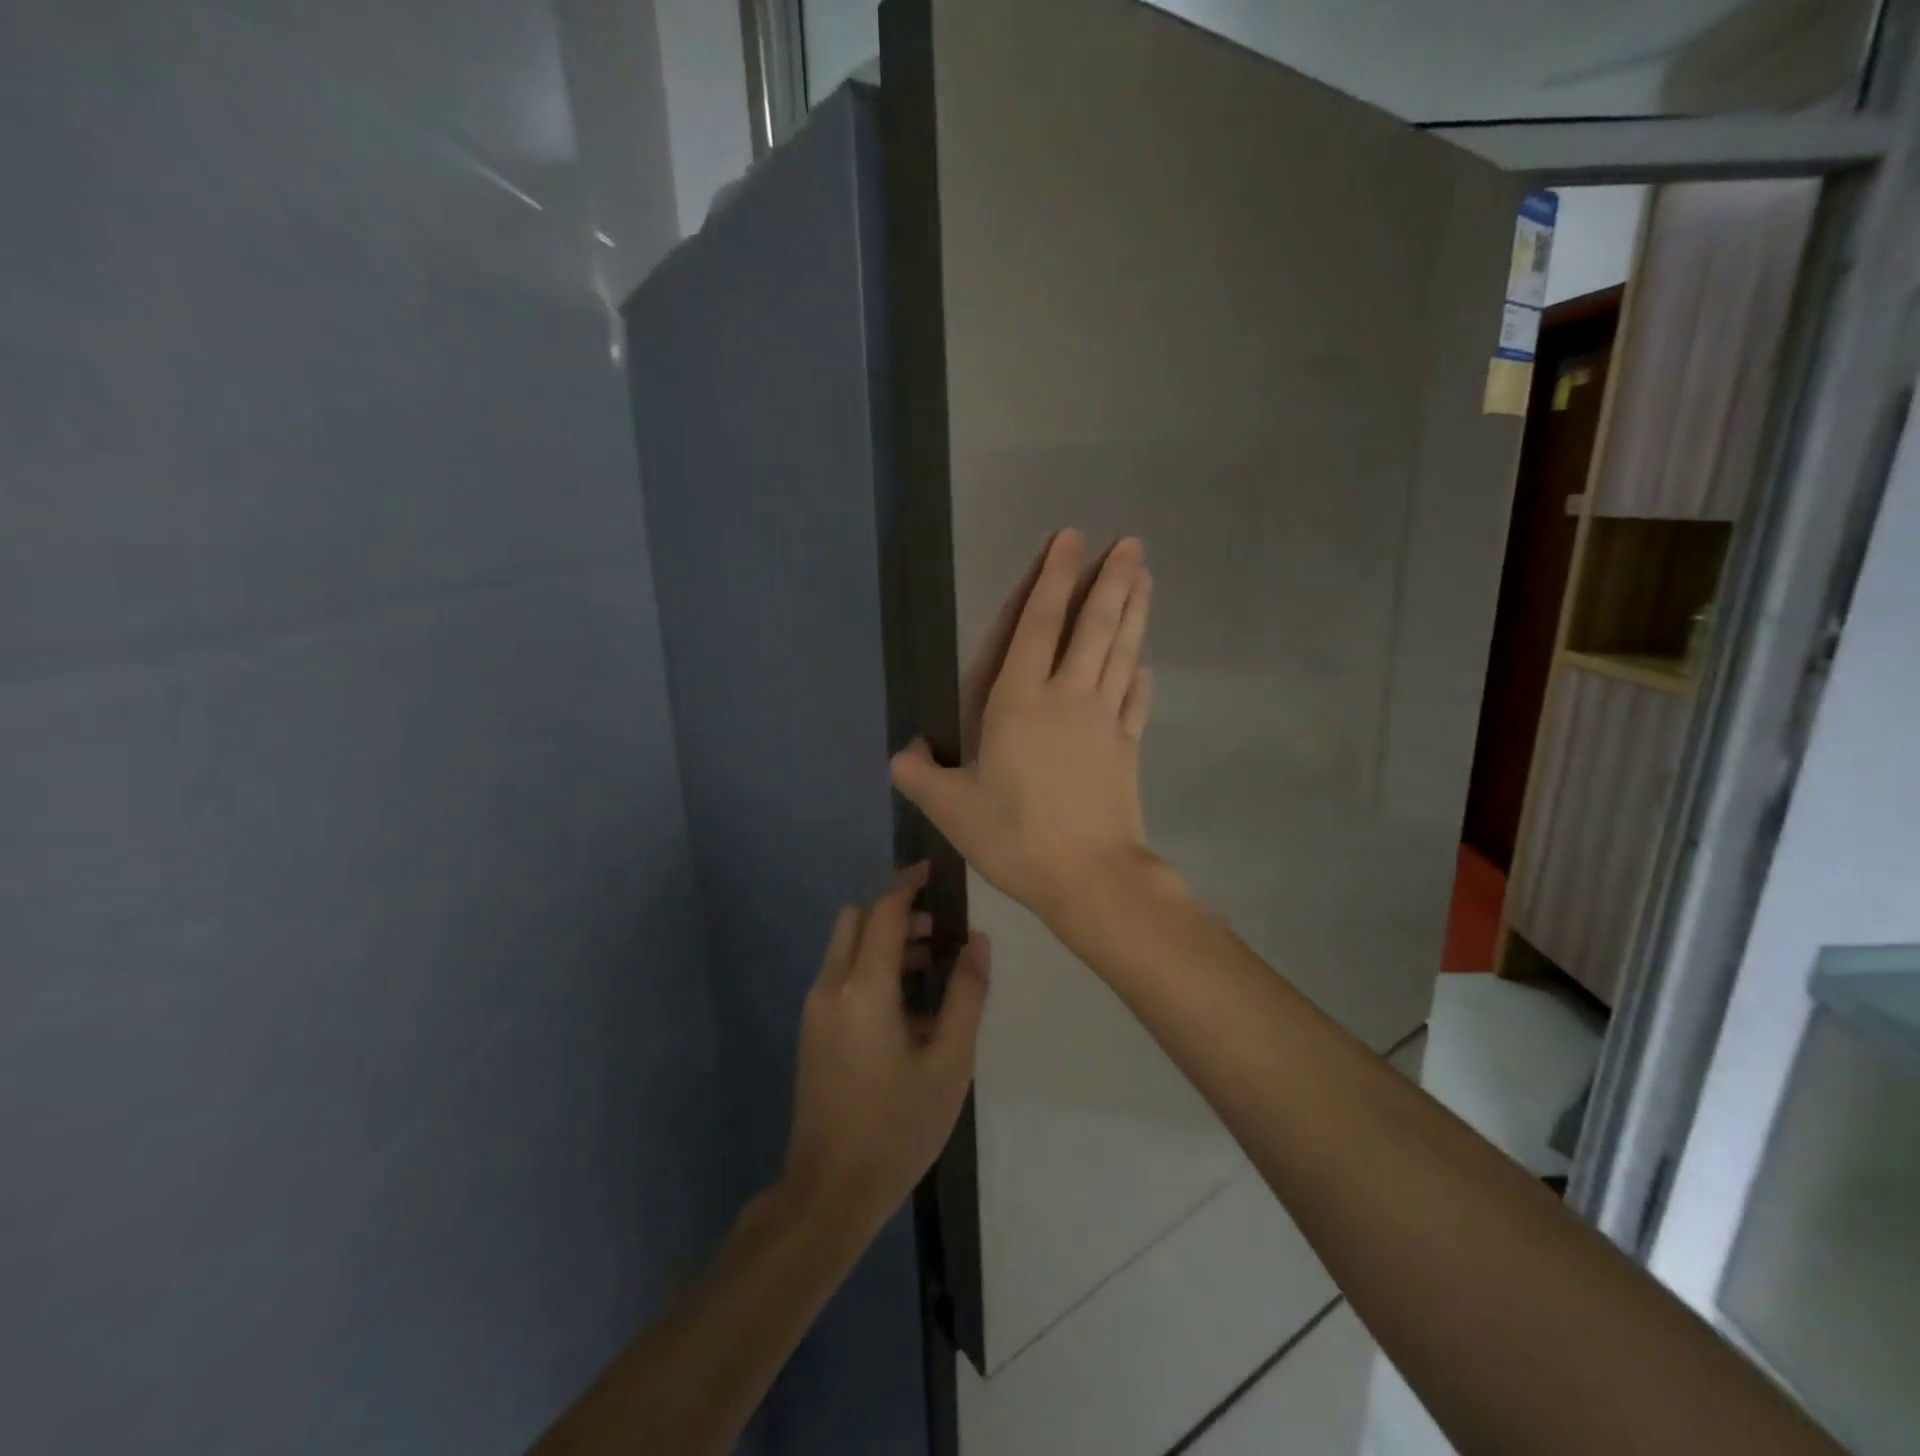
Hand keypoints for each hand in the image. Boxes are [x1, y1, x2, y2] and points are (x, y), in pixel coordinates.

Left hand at [783, 864, 989, 1236]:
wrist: (830, 1191)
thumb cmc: (898, 1126)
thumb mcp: (949, 1063)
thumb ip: (967, 994)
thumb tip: (977, 941)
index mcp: (863, 988)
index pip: (884, 912)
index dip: (908, 885)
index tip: (934, 871)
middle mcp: (831, 986)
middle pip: (857, 921)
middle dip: (896, 913)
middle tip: (938, 931)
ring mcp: (816, 1009)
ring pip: (847, 947)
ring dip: (884, 941)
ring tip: (931, 967)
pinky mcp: (812, 1030)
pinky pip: (841, 975)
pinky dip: (871, 967)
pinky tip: (906, 1008)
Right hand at [891, 530, 1156, 923]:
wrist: (1088, 878)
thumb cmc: (1013, 836)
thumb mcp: (951, 809)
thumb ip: (920, 775)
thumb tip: (900, 754)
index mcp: (1020, 702)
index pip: (1039, 625)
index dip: (1054, 579)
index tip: (1071, 540)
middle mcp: (1068, 698)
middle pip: (1094, 628)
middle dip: (1111, 581)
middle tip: (1131, 543)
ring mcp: (1105, 721)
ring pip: (1121, 654)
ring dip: (1134, 613)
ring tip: (1147, 577)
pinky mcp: (1128, 749)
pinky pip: (1135, 703)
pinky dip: (1141, 680)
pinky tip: (1145, 667)